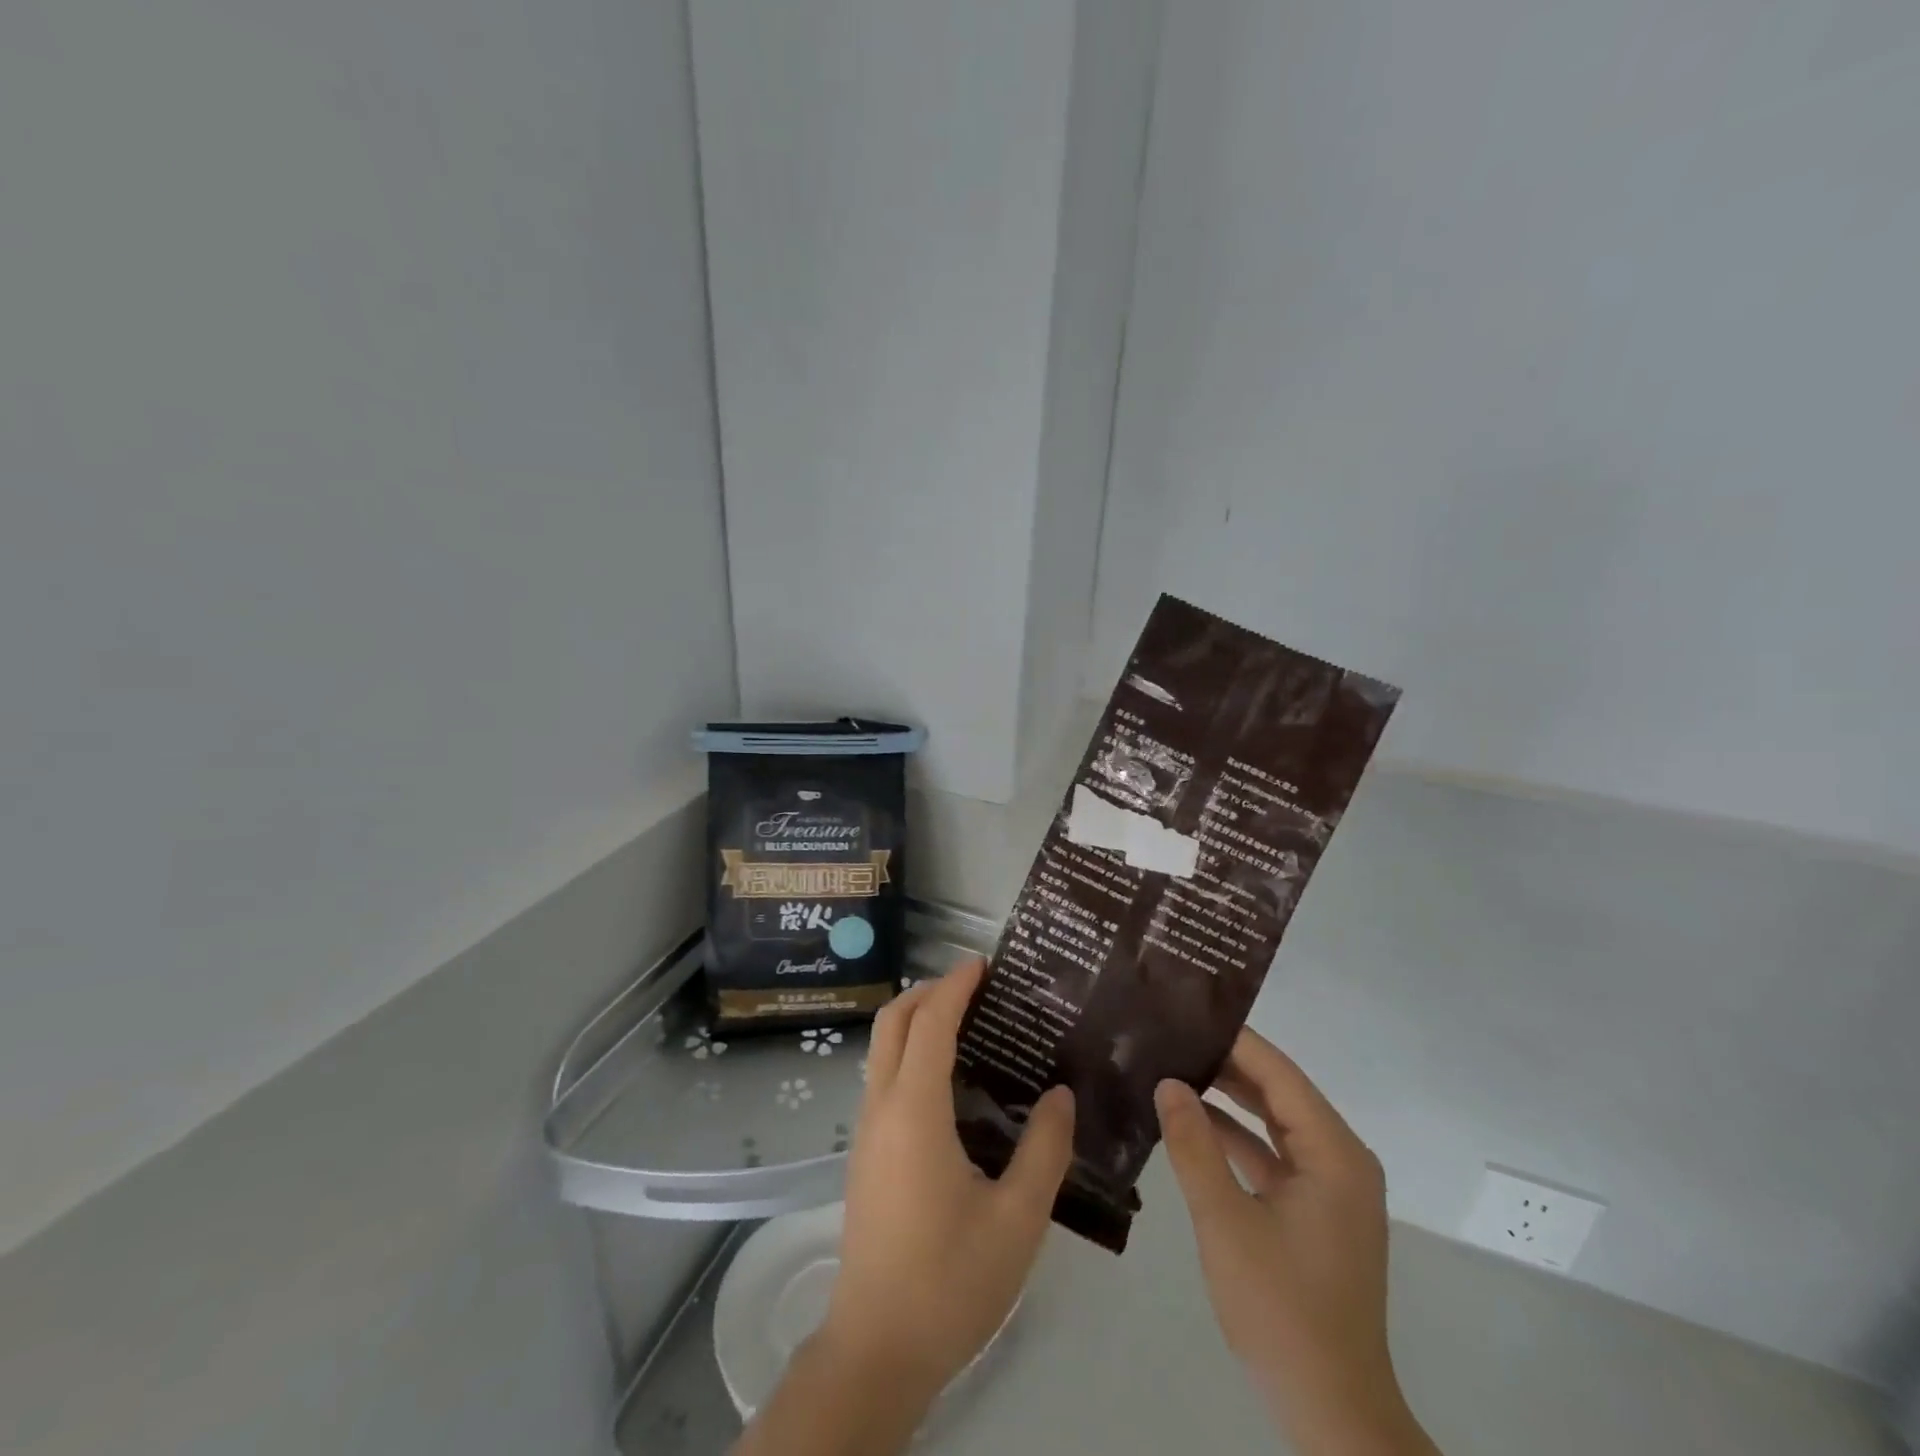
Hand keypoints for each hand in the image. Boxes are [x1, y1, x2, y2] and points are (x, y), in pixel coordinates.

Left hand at [823, 957, 1075, 1395]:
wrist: (877, 1349)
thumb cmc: (950, 1281)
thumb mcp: (1016, 1219)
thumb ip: (1044, 1149)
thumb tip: (1060, 1094)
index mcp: (914, 1111)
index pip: (930, 1023)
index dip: (955, 986)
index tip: (984, 963)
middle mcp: (881, 1108)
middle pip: (892, 1022)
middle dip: (928, 991)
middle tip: (976, 986)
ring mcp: (866, 1131)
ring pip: (882, 1048)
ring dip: (916, 1020)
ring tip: (968, 1022)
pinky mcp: (865, 1154)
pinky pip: (883, 1077)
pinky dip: (911, 1052)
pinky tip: (951, 1080)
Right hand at [1155, 1030, 1438, 1455]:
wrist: (1331, 1410)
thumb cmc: (1282, 1309)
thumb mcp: (1226, 1221)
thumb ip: (1194, 1146)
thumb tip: (1168, 1082)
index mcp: (1333, 1153)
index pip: (1278, 1073)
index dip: (1233, 1040)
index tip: (1184, 1012)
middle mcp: (1340, 1159)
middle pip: (1278, 1092)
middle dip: (1226, 1063)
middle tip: (1170, 1034)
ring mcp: (1329, 1187)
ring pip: (1273, 1122)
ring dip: (1228, 1099)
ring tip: (1172, 1065)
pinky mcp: (1314, 1211)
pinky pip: (1272, 1154)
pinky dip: (1235, 1138)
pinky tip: (1189, 1122)